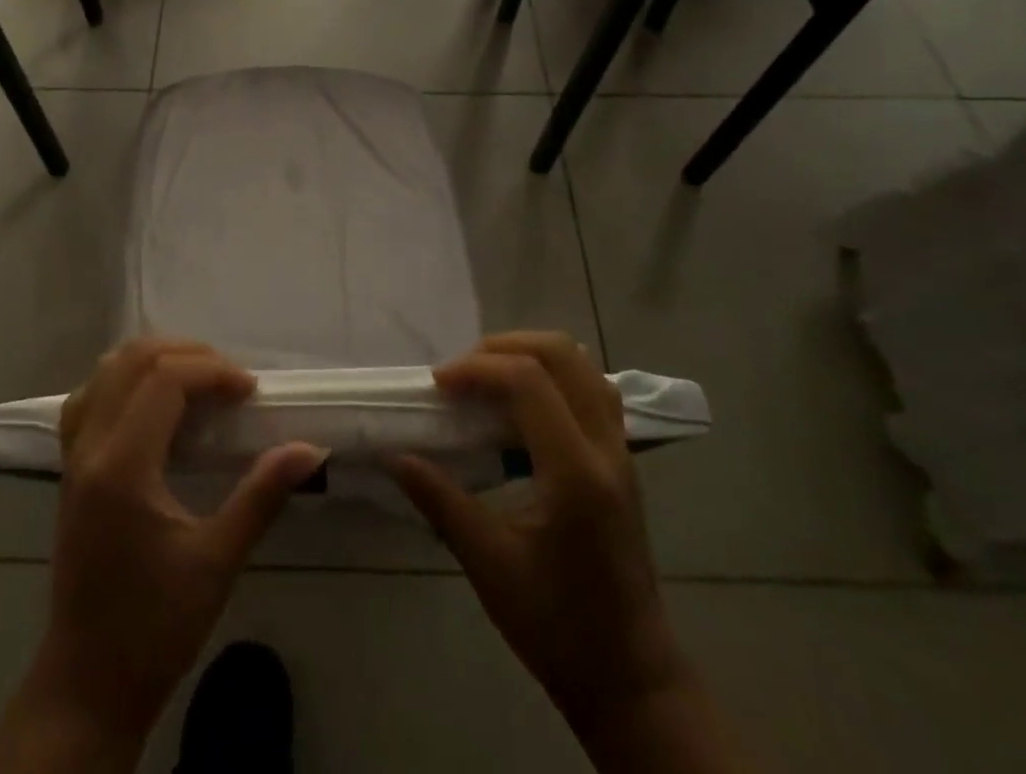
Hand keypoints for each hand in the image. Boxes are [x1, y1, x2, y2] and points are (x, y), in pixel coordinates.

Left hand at [32, 339, 327, 744]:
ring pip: (107, 371)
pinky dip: (125, 380)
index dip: (212, 370)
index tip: (250, 391)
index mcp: (122, 467)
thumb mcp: (217, 562)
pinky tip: (154, 401)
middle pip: (133, 360)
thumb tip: (310, 450)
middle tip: (229, 380)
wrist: (89, 682)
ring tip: (198, 380)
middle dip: (188, 355)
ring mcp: (73, 456)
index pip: (164, 380)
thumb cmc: (155, 626)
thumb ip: (261, 495)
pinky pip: (90, 396)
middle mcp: (89, 448)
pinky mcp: (70, 468)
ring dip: (155, 360)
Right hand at [392, 333, 688, 747]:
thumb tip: (393, 455)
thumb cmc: (557, 626)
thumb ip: (440, 500)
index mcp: (575, 473)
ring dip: (531, 354)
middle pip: (561, 354)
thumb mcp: (489, 566)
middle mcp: (606, 448)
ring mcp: (621, 451)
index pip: (528, 382)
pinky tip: (523, 403)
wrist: (631, 678)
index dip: (477, 369)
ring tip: (488, 378)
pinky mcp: (623, 460)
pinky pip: (593, 388)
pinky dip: (554, 375)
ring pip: (583, 364)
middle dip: (503, 348)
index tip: (437, 386)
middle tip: (462, 373)